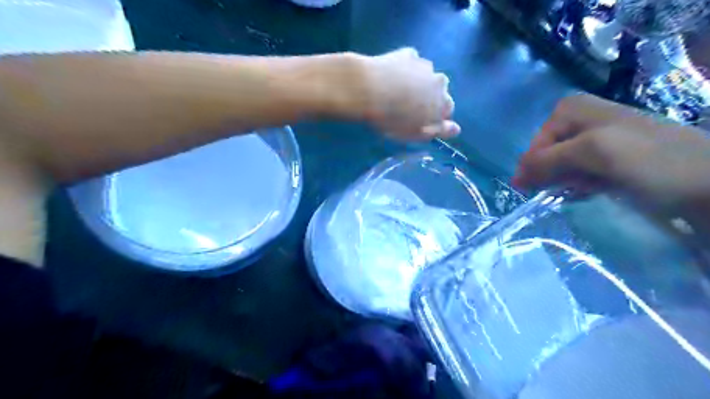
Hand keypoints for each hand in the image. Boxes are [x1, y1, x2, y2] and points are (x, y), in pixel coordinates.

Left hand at [354, 49, 459, 140]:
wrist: (367, 89)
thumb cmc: (392, 118)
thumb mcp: (416, 132)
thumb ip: (438, 131)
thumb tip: (456, 129)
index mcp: (443, 103)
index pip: (447, 110)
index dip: (434, 116)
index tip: (420, 120)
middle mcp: (440, 82)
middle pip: (439, 91)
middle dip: (429, 97)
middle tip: (409, 106)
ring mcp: (425, 65)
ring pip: (426, 76)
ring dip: (418, 82)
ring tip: (399, 90)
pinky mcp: (409, 54)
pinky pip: (412, 63)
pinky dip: (406, 69)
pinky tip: (392, 76)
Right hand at [514, 94, 709, 215]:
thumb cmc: (650, 161)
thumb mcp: (593, 152)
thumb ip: (548, 160)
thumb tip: (515, 176)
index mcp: (574, 109)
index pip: (536, 141)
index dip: (534, 165)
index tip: (534, 187)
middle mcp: (581, 120)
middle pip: (548, 153)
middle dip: (553, 173)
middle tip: (566, 187)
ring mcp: (596, 140)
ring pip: (561, 165)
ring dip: (566, 181)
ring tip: (584, 189)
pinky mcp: (609, 159)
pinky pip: (578, 173)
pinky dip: (579, 185)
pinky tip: (590, 191)